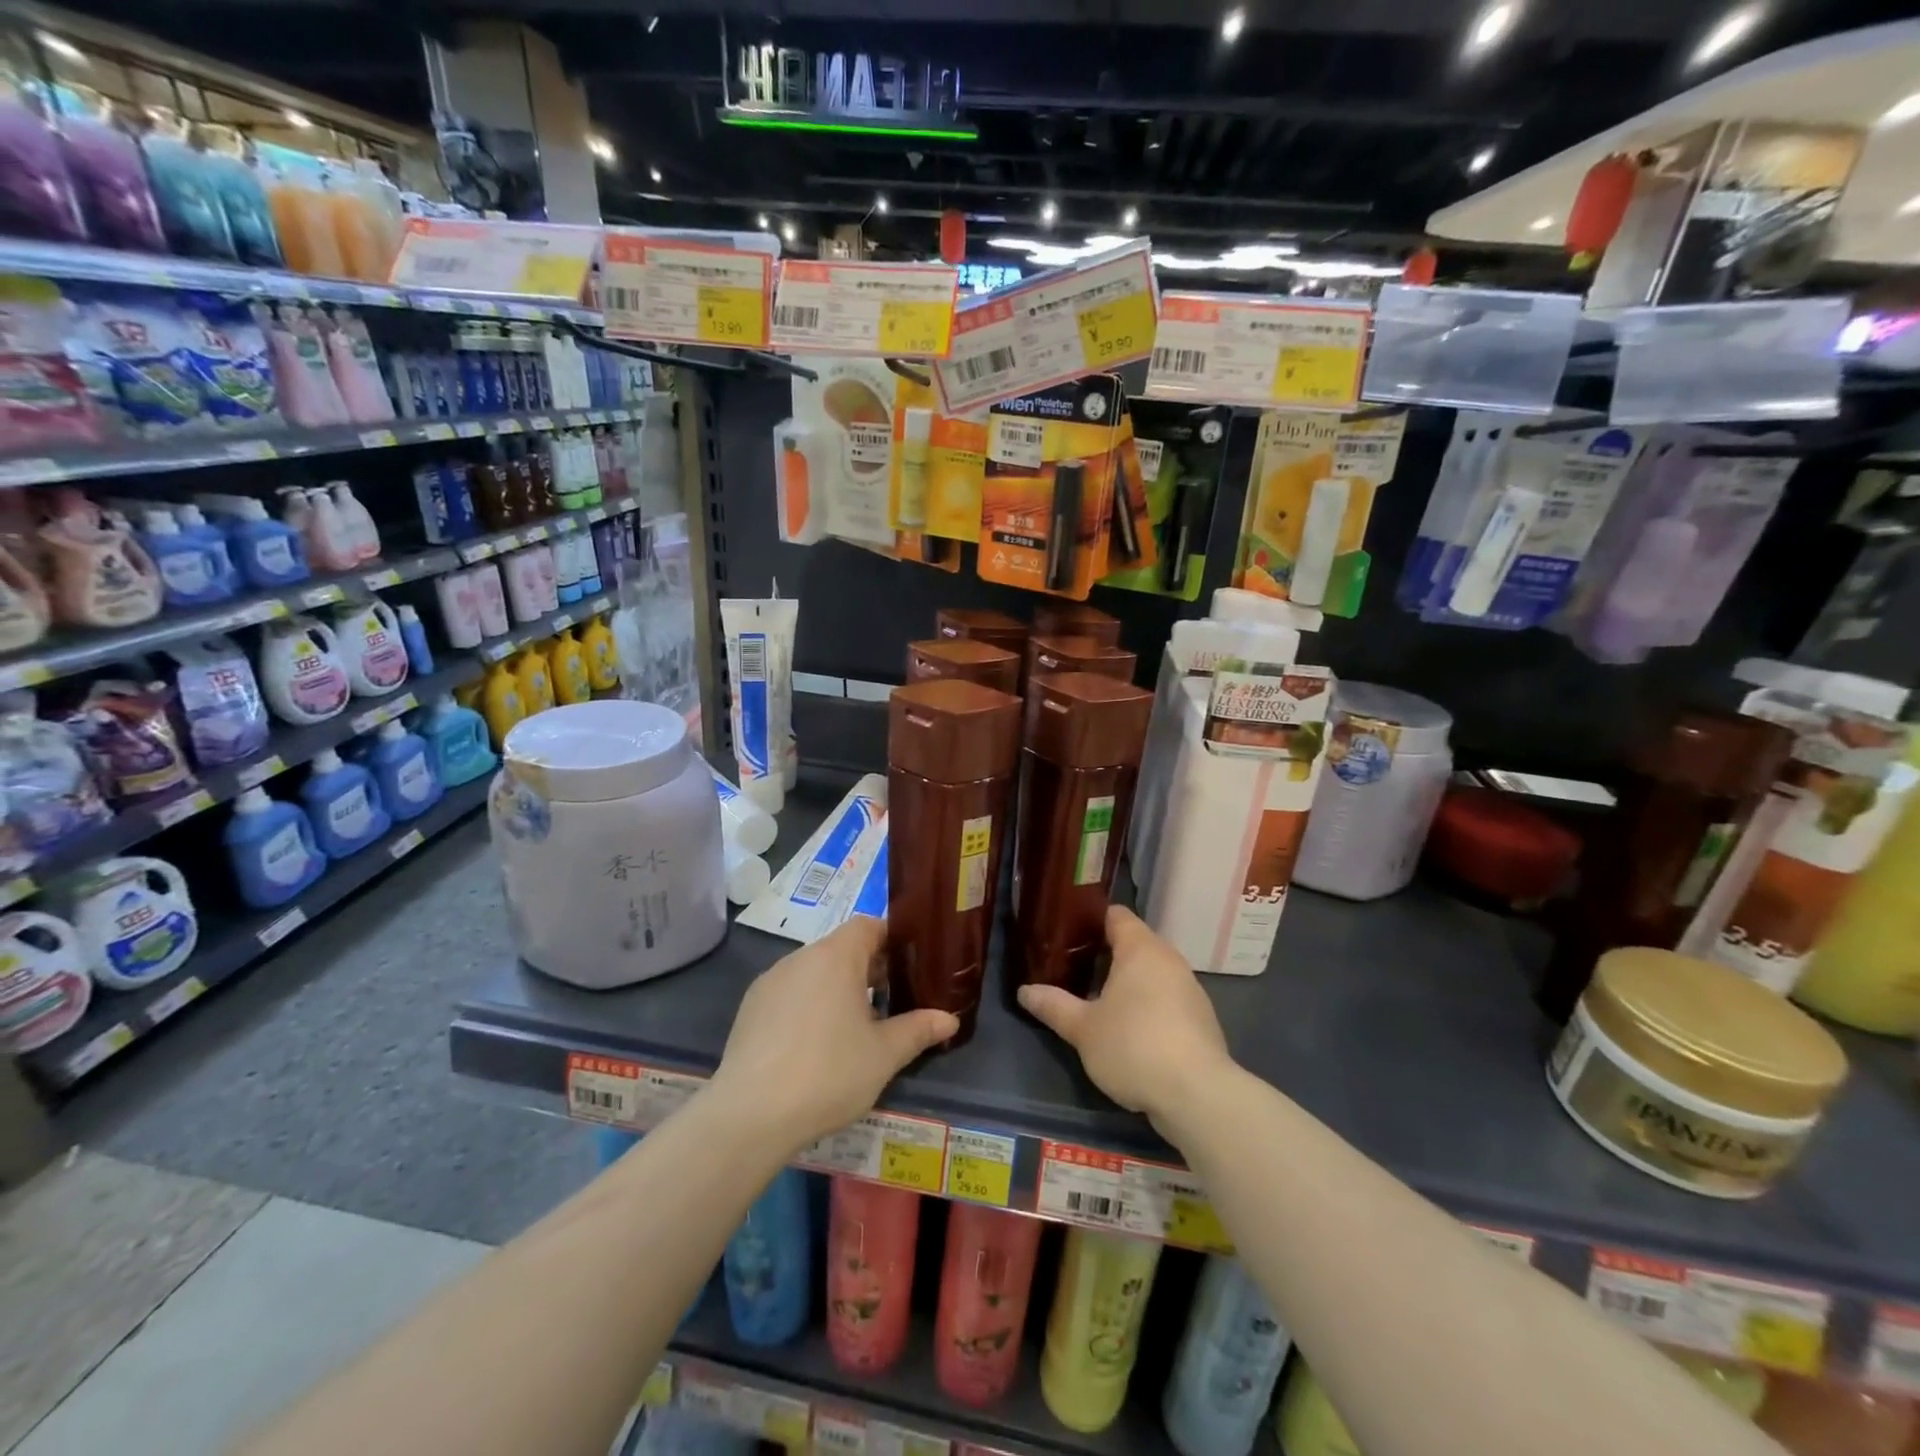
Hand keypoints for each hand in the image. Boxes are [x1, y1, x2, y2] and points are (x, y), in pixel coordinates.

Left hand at [712, 916, 957, 1155]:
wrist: (750, 1115)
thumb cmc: (829, 1073)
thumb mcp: (884, 1054)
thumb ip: (918, 1029)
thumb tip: (949, 1019)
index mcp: (836, 956)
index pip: (869, 926)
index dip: (892, 940)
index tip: (911, 966)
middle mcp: (800, 958)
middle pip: (842, 948)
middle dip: (869, 969)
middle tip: (892, 1001)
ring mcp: (770, 982)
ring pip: (814, 972)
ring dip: (837, 988)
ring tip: (855, 1028)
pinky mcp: (750, 1009)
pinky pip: (790, 993)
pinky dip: (808, 1006)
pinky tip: (814, 1046)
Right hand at [1018, 905, 1231, 1128]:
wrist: (1198, 1095)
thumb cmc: (1133, 1047)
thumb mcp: (1083, 1029)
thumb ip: (1054, 1006)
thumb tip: (1025, 991)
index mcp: (1141, 949)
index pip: (1116, 915)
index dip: (1091, 920)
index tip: (1067, 934)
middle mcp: (1169, 960)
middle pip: (1135, 943)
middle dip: (1106, 954)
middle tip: (1073, 969)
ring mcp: (1190, 989)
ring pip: (1152, 973)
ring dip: (1129, 982)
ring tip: (1098, 1000)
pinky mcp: (1201, 1019)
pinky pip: (1167, 998)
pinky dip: (1148, 1004)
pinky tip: (1130, 1029)